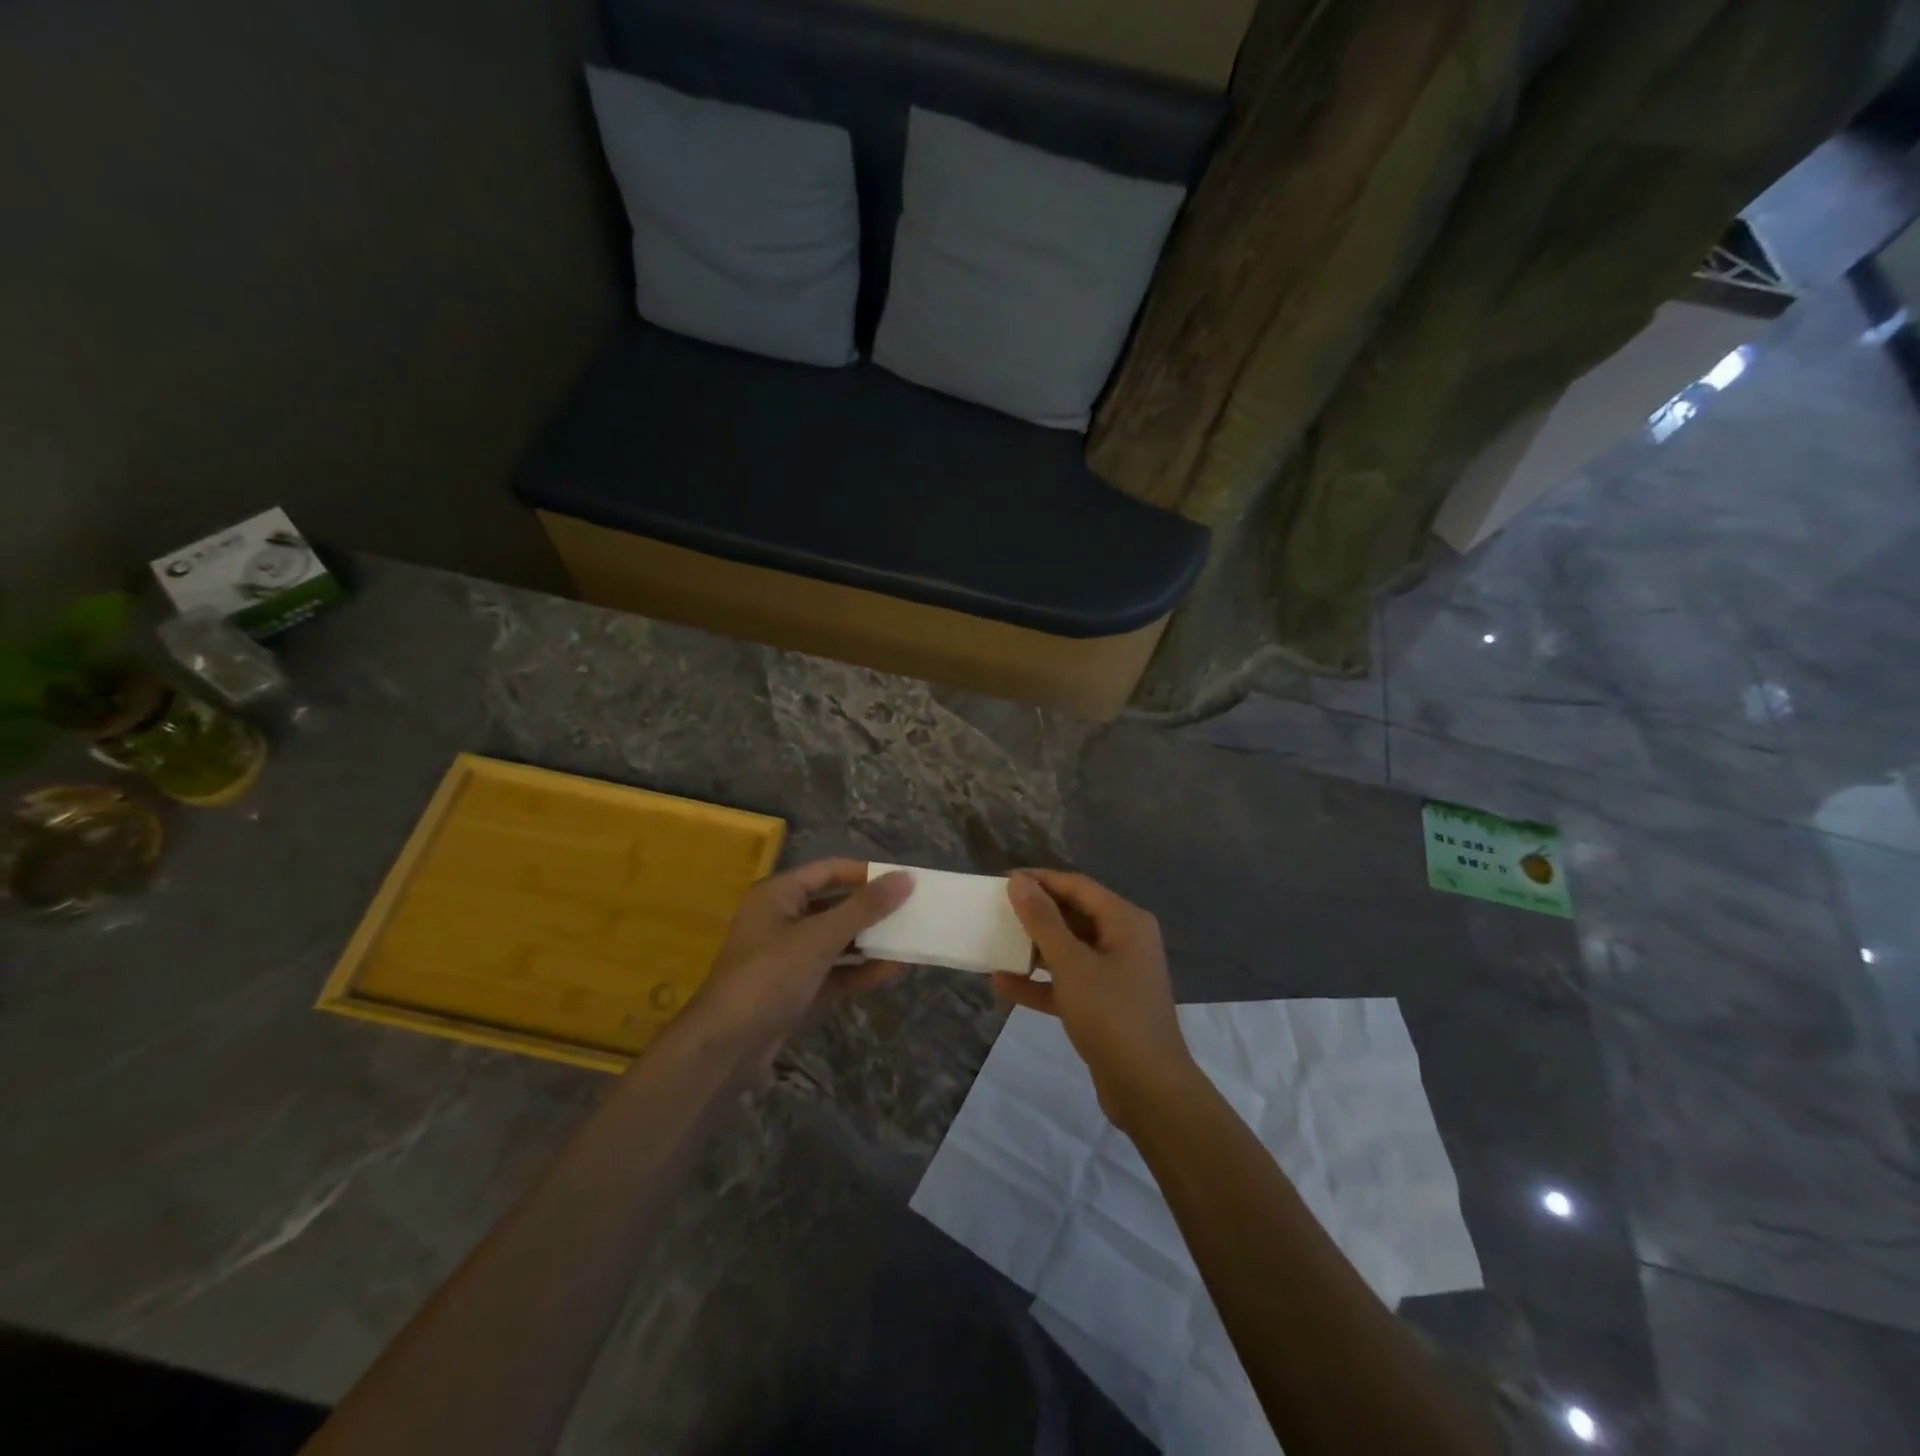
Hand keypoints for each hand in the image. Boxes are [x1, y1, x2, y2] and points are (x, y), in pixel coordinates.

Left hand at [689, 859, 912, 1059]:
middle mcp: (782, 920)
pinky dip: (859, 971)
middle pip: (835, 905)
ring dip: (870, 942)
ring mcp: (788, 958)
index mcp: (778, 895)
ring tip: (910, 939)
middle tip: (913, 910)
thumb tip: (906, 878)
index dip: (866, 873)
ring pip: (837, 941)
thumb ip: (864, 908)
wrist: (725, 1048)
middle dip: (872, 910)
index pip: (829, 870)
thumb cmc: (769, 976)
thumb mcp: (819, 937)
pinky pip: (834, 972)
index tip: (904, 880)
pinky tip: (892, 970)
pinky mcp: (796, 990)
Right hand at [992, 870, 1198, 1128]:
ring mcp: (1116, 974)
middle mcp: (1124, 940)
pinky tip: (1003, 984)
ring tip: (995, 942)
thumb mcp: (1071, 963)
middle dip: (1036, 913)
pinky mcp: (1105, 1005)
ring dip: (1034, 948)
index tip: (1002, 881)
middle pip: (1074, 915)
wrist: (1148, 1089)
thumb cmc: (1111, 1014)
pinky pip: (1068, 982)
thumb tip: (1019, 881)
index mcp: (1125, 921)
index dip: (1040, 880)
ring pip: (1069, 950)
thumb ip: (1043, 920)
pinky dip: (1040, 982)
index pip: (1077, 886)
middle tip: (996, 910)